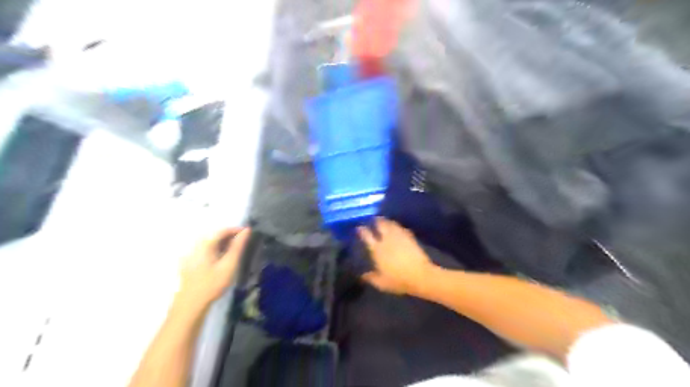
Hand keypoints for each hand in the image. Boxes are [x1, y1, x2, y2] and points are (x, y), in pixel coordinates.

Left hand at [175, 228, 251, 309]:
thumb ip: (238, 246)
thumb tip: (246, 231)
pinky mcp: (188, 262)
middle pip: (214, 235)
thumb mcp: (229, 264)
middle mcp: (195, 245)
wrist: (191, 304)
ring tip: (234, 249)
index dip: (236, 229)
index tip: (248, 233)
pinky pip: (204, 249)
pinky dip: (215, 249)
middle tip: (243, 241)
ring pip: (209, 242)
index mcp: (205, 244)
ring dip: (222, 242)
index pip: (222, 230)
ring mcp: (190, 254)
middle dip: (229, 235)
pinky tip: (221, 257)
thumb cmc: (212, 284)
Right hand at [359, 218, 431, 296]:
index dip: (362, 230)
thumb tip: (362, 275)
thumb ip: (370, 278)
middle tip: (373, 219)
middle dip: (376, 220)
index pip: (366, 235)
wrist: (420, 276)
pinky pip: (401, 228)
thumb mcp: (381, 283)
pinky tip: (397, 228)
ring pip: (391, 224)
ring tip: (384, 221)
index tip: (359, 227)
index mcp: (377, 249)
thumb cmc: (399, 280)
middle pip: (380, 224)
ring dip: (386, 221)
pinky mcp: (410, 237)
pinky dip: (397, 226)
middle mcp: (386, 239)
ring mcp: (399, 237)